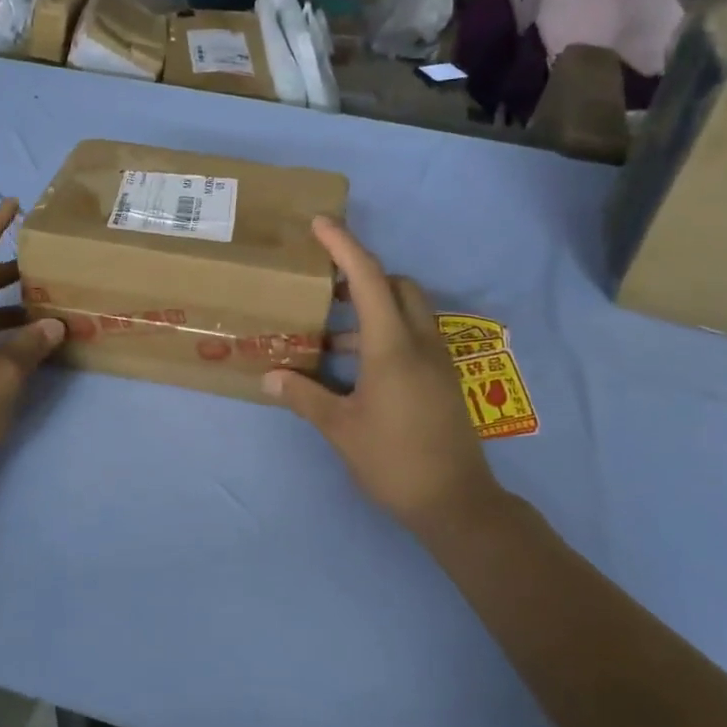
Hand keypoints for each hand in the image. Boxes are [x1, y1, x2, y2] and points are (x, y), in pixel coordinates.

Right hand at [264, 217, 501, 536]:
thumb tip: (269, 377)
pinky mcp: (443, 379)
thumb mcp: (341, 430)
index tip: (321, 223)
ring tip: (331, 336)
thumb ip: (304, 397)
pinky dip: (386, 333)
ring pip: (409, 311)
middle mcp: (421, 343)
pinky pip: (414, 336)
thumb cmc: (394, 462)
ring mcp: (438, 361)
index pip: (368, 280)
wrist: (456, 502)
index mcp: (392, 348)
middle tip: (325, 289)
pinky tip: (357, 367)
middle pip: (398, 285)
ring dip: (374, 308)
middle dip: (363, 275)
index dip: (344, 247)